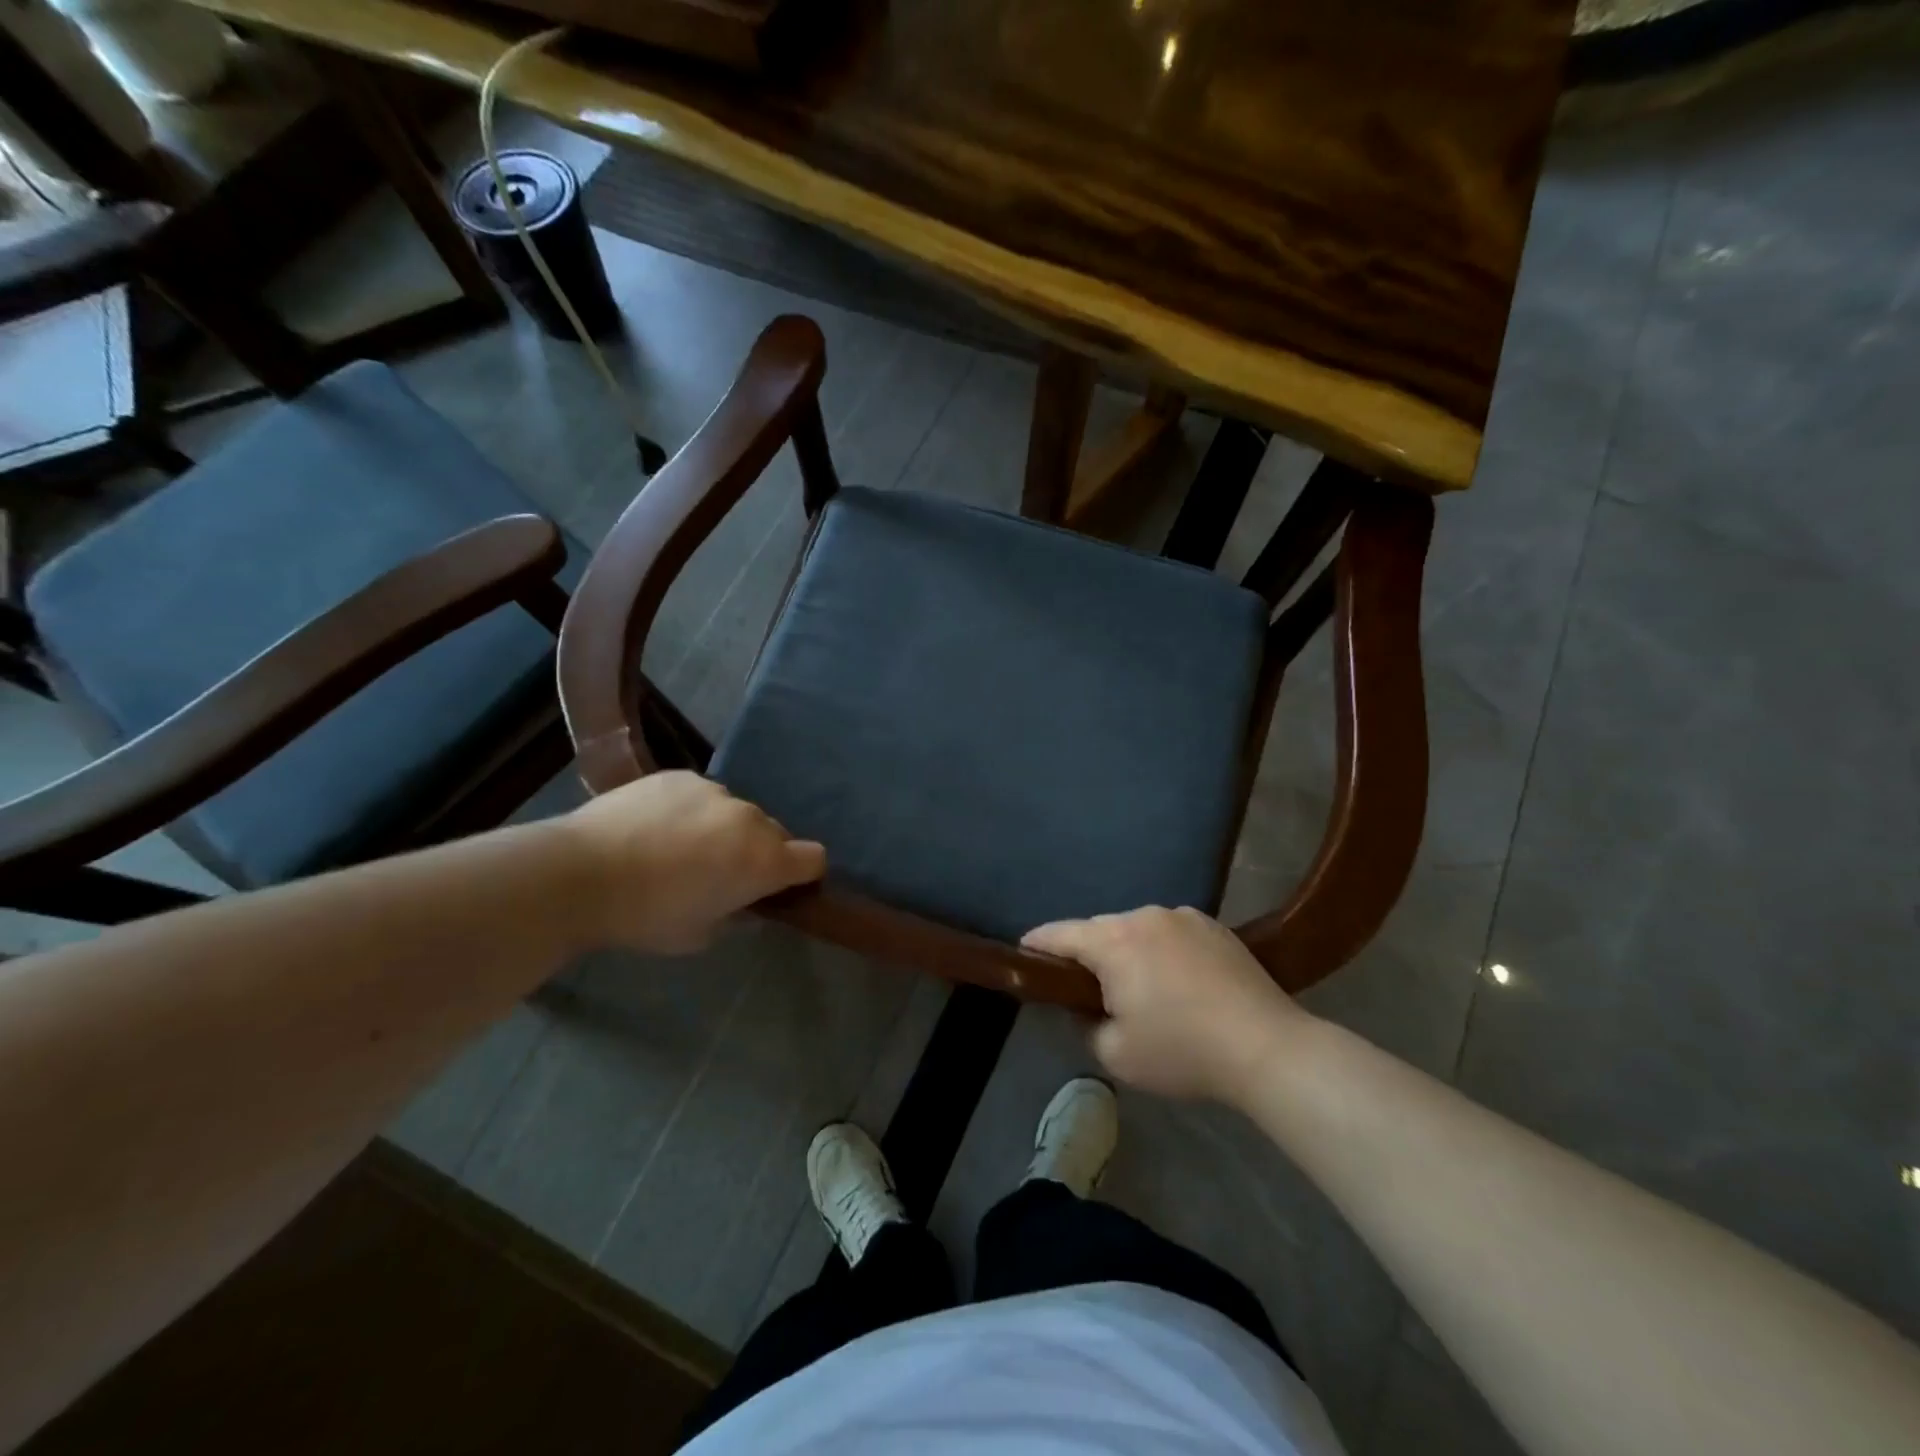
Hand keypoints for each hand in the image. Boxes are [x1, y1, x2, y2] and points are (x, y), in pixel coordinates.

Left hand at [562, 773, 825, 953]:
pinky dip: (691, 811)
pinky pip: (701, 795)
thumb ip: (736, 916)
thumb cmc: (646, 917)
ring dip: (724, 829)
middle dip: (758, 852)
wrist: (580, 873)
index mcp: (763, 861)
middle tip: (721, 873)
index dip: (803, 873)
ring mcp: (714, 790)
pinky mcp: (680, 776)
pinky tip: (655, 828)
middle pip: (774, 833)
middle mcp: (749, 818)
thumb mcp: (700, 935)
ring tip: (680, 848)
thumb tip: (747, 904)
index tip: (781, 886)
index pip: (814, 858)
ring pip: (735, 812)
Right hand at [1022, 906, 1310, 1104]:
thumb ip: (1084, 1024)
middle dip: (1087, 955)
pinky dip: (1161, 951)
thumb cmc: (1182, 1052)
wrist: (1268, 1048)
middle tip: (1089, 990)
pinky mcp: (1214, 925)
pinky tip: (1178, 983)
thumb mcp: (1115, 1054)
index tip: (1022, 954)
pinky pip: (1169, 933)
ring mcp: (1183, 916)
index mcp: (1114, 942)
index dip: (1036, 945)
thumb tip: (1084, 1005)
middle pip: (1099, 930)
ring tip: (1141, 989)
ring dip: (1127, 951)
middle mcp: (1145, 916)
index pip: (1059, 934)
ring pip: (1136, 929)